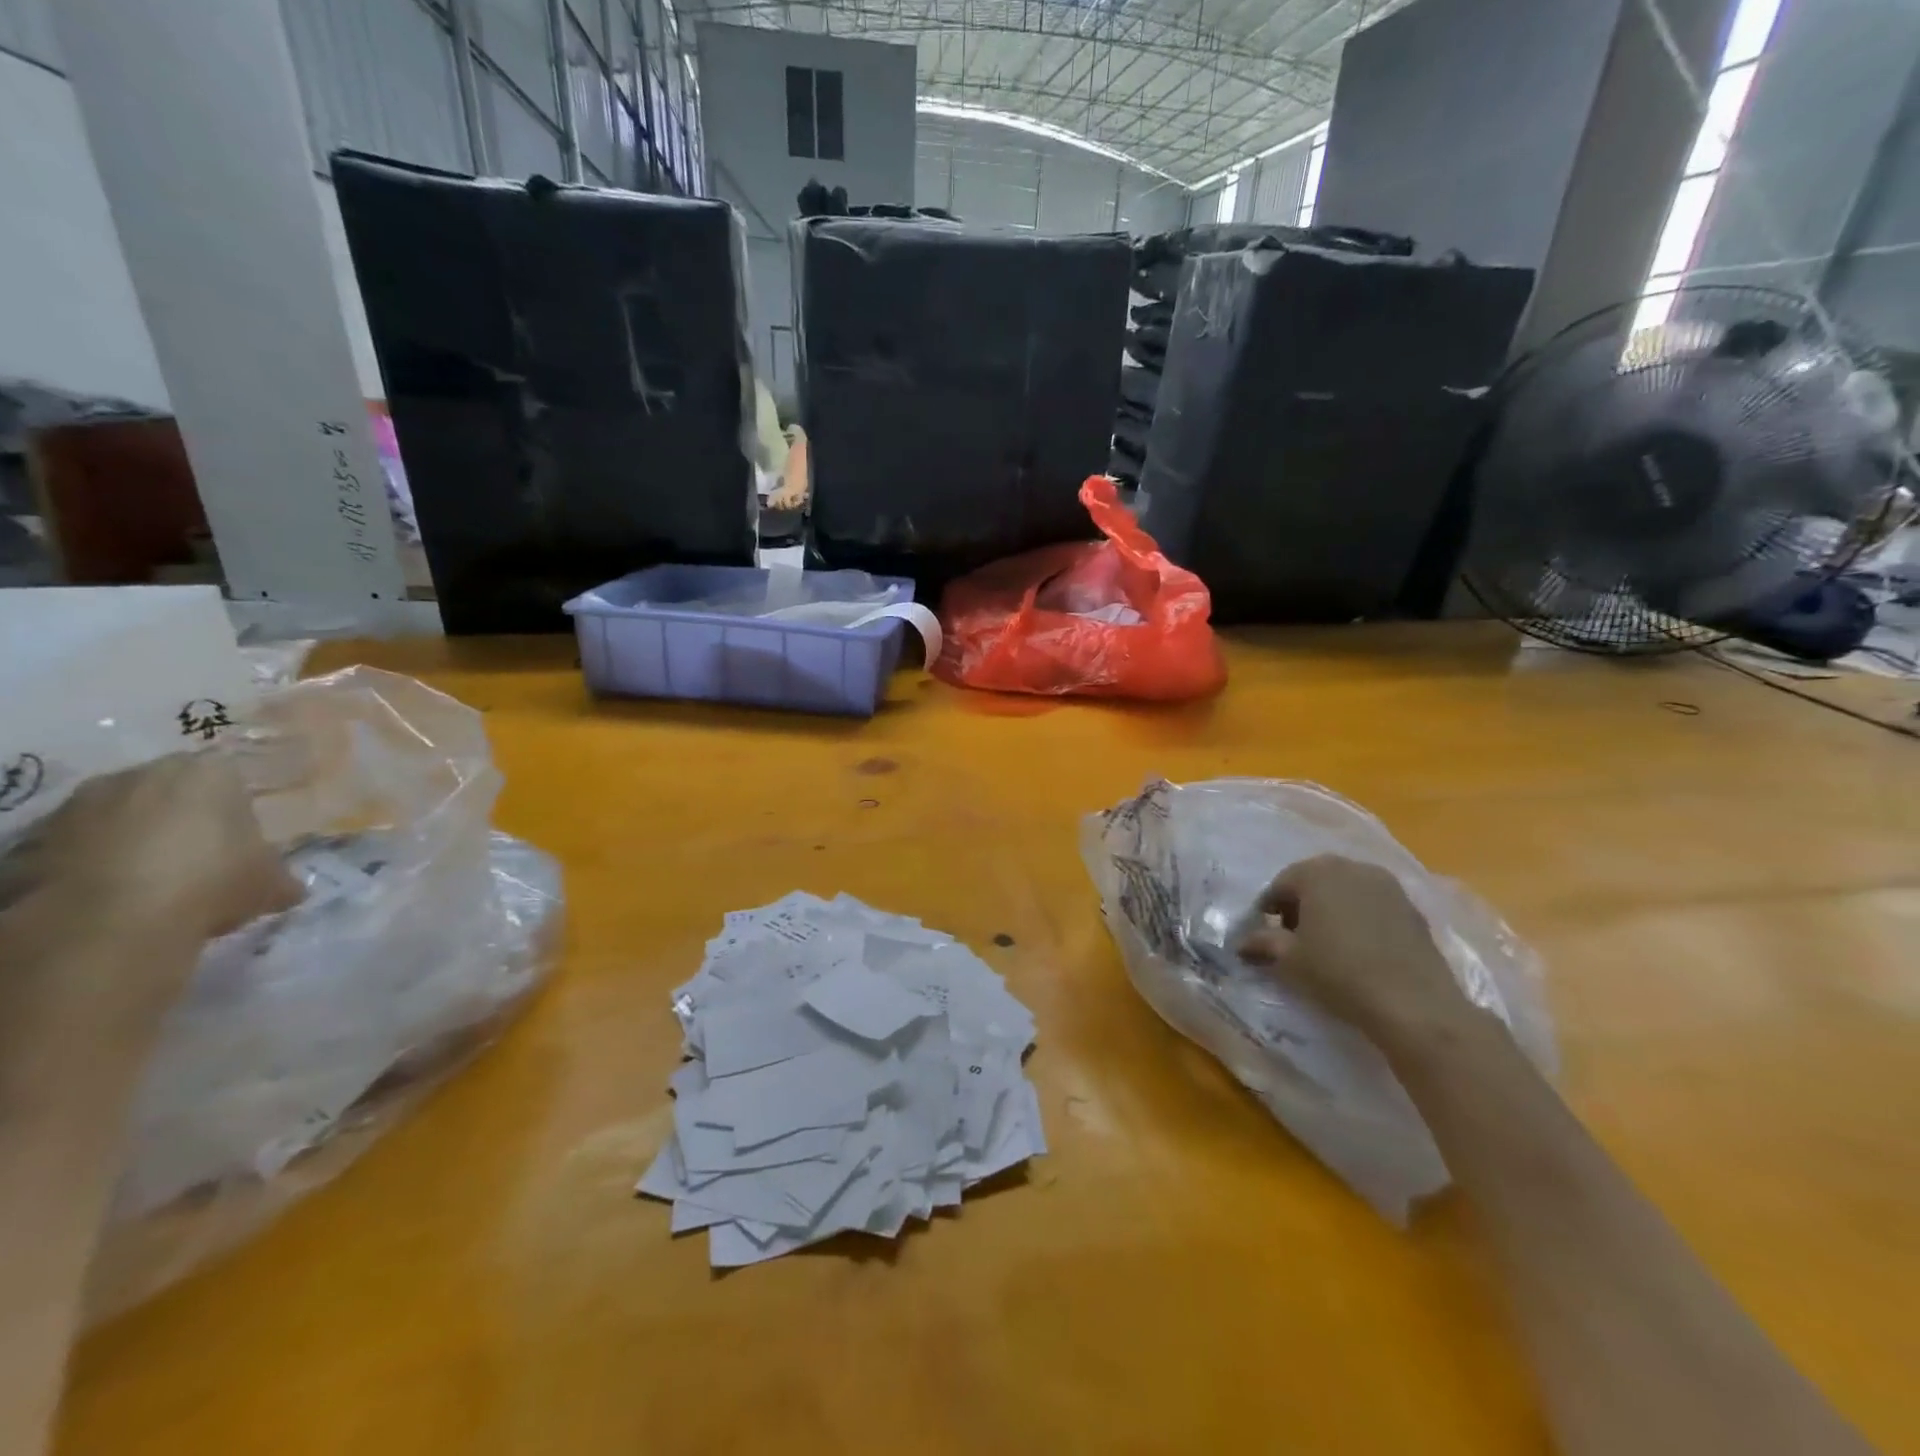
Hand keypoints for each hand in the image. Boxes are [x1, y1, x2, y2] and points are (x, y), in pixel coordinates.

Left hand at [4, 752, 300, 948]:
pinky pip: (80, 845)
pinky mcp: (35, 838)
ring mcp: (81, 804)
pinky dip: (95, 863)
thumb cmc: (211, 882)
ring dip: (134, 840)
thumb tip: (289, 889)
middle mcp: (142, 774)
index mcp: (209, 771)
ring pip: (121, 816)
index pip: (231, 780)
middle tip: (199, 859)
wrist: (109, 922)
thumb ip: (279, 878)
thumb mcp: (268, 884)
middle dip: (182, 819)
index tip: (240, 844)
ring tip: (152, 883)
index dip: (236, 812)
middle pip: (171, 792)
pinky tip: (114, 897)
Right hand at [1238, 854, 1474, 1046]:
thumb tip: (1242, 943)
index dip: (1269, 910)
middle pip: (1315, 881)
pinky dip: (1360, 918)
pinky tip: (1360, 949)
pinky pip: (1373, 905)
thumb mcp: (1289, 960)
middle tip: (1295, 938)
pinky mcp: (1412, 907)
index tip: (1266, 935)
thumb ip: (1262, 943)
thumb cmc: (1338, 972)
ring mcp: (1387, 885)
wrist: (1413, 1003)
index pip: (1280, 884)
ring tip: (1328, 944)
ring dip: (1332, 909)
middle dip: (1301, 905)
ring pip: (1346, 890)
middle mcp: (1352, 867)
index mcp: (1316, 872)